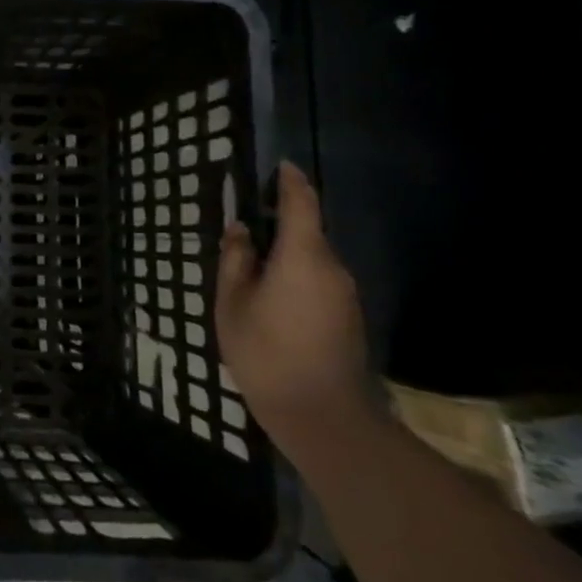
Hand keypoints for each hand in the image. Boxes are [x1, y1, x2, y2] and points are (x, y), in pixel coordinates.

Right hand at [215, 160, 373, 452]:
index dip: (290, 181)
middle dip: (279, 224)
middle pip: (306, 232)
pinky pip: (319, 281)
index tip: (280, 166)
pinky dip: (296, 277)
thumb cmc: (266, 352)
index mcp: (303, 256)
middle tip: (244, 230)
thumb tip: (241, 230)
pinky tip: (272, 299)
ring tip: (251, 270)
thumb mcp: (233, 303)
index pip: (301, 203)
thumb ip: (236, 260)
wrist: (323, 416)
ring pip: (312, 259)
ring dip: (286, 255)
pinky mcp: (348, 316)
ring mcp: (345, 294)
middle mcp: (332, 267)